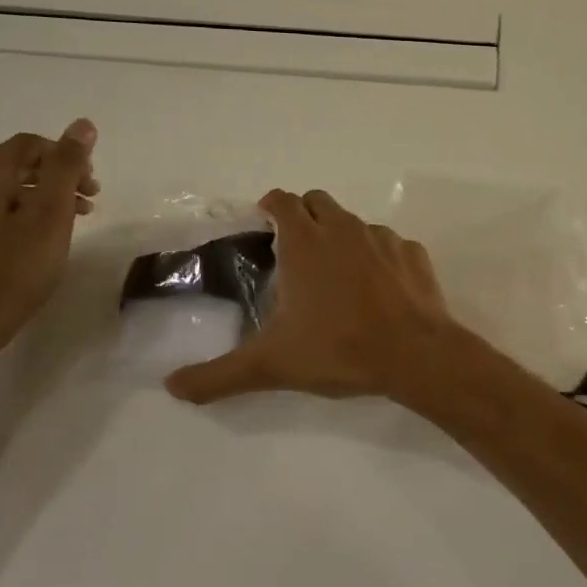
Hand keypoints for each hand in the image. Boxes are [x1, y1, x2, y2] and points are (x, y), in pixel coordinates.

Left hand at [0, 119, 100, 361]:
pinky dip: (15, 215)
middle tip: (87, 207)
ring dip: (38, 199)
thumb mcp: (50, 215)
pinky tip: (30, 242)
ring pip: (0, 190)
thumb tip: (82, 124)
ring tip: (64, 227)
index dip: (68, 158)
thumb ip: (66, 166)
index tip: (93, 188)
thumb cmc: (12, 271)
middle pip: (15, 165)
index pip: (30, 145)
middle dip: (56, 179)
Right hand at [165, 189, 459, 402]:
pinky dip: (379, 257)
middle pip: (318, 201)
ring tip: (336, 274)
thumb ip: (218, 375)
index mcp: (305, 242)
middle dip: (303, 215)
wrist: (414, 353)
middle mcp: (343, 228)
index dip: (270, 206)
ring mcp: (383, 237)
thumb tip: (173, 386)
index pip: (282, 201)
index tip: (263, 223)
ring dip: (341, 236)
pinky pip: (390, 244)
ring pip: (354, 222)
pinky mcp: (413, 253)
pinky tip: (378, 288)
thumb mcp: (271, 364)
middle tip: (294, 251)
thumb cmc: (338, 349)